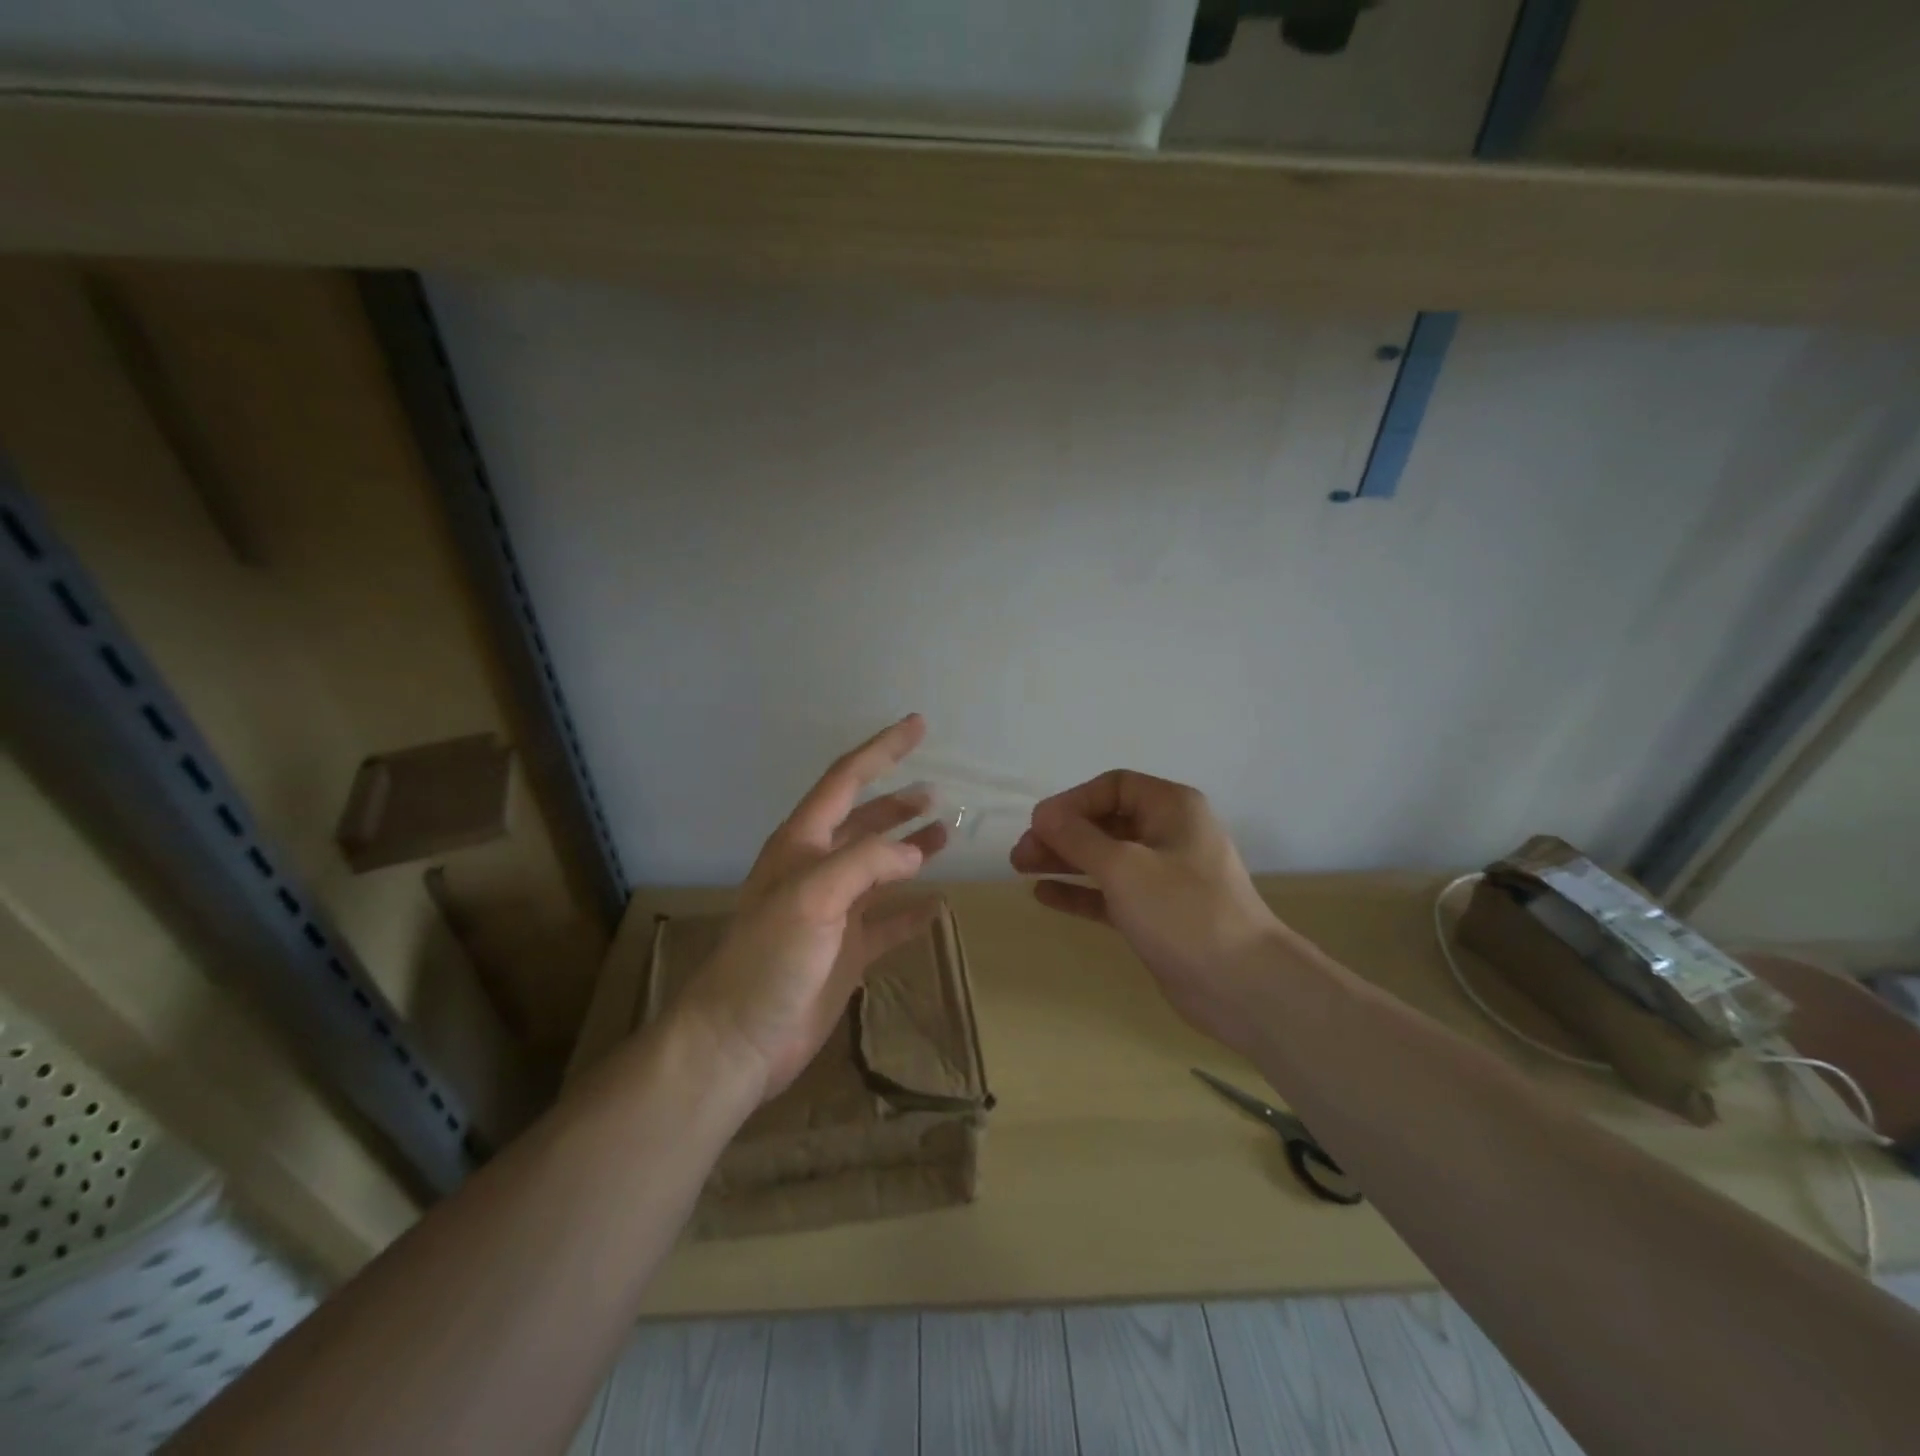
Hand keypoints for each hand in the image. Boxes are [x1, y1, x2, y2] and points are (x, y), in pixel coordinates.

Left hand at [675, 715, 947, 1101]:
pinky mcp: (846, 951)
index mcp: (801, 844)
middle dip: (898, 803)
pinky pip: (887, 921)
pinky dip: (911, 911)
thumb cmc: (768, 958)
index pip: (846, 781)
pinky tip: (937, 905)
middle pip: (864, 822)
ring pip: (879, 868)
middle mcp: (817, 869)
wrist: (739, 1040)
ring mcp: (832, 911)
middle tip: (937, 792)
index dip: (881, 750)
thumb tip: (915, 852)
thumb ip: (866, 863)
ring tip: (945, 834)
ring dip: (910, 849)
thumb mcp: (813, 897)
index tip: (917, 725)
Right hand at [1010, 770, 1286, 1057]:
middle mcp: (1169, 834)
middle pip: (1105, 822)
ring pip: (1105, 858)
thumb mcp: (1123, 867)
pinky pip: (1110, 893)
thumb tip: (1042, 814)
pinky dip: (1080, 891)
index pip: (1113, 787)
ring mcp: (1164, 876)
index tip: (1039, 824)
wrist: (1241, 985)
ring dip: (1064, 860)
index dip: (1073, 801)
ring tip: (1021, 868)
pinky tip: (1044, 894)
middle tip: (1020, 853)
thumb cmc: (1183, 910)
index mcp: (1172, 808)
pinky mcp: (1156, 913)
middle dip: (1062, 834)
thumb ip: (1078, 837)